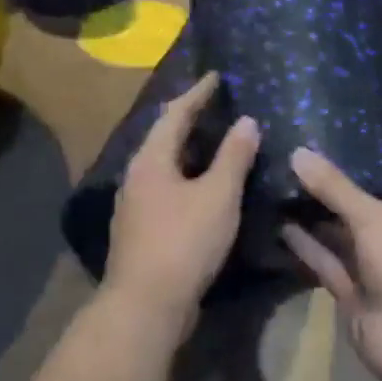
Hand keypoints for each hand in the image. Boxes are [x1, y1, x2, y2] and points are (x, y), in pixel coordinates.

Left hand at [105, 72, 259, 318]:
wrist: (147, 304)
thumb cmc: (184, 242)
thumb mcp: (218, 196)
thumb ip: (233, 156)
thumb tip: (246, 121)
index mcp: (151, 160)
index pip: (174, 114)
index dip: (197, 94)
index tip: (217, 76)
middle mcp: (136, 177)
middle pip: (164, 138)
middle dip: (190, 120)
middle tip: (219, 107)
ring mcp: (135, 206)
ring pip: (165, 167)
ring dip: (190, 152)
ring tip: (217, 143)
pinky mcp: (142, 230)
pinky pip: (168, 190)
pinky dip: (188, 179)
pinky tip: (206, 189)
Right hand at [280, 148, 381, 380]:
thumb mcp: (376, 217)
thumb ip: (336, 189)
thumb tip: (298, 153)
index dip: (360, 177)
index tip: (325, 158)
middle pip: (361, 219)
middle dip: (331, 201)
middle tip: (293, 172)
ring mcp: (378, 277)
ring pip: (342, 244)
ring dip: (315, 224)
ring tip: (280, 193)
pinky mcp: (354, 301)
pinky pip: (329, 268)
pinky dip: (309, 250)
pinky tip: (282, 226)